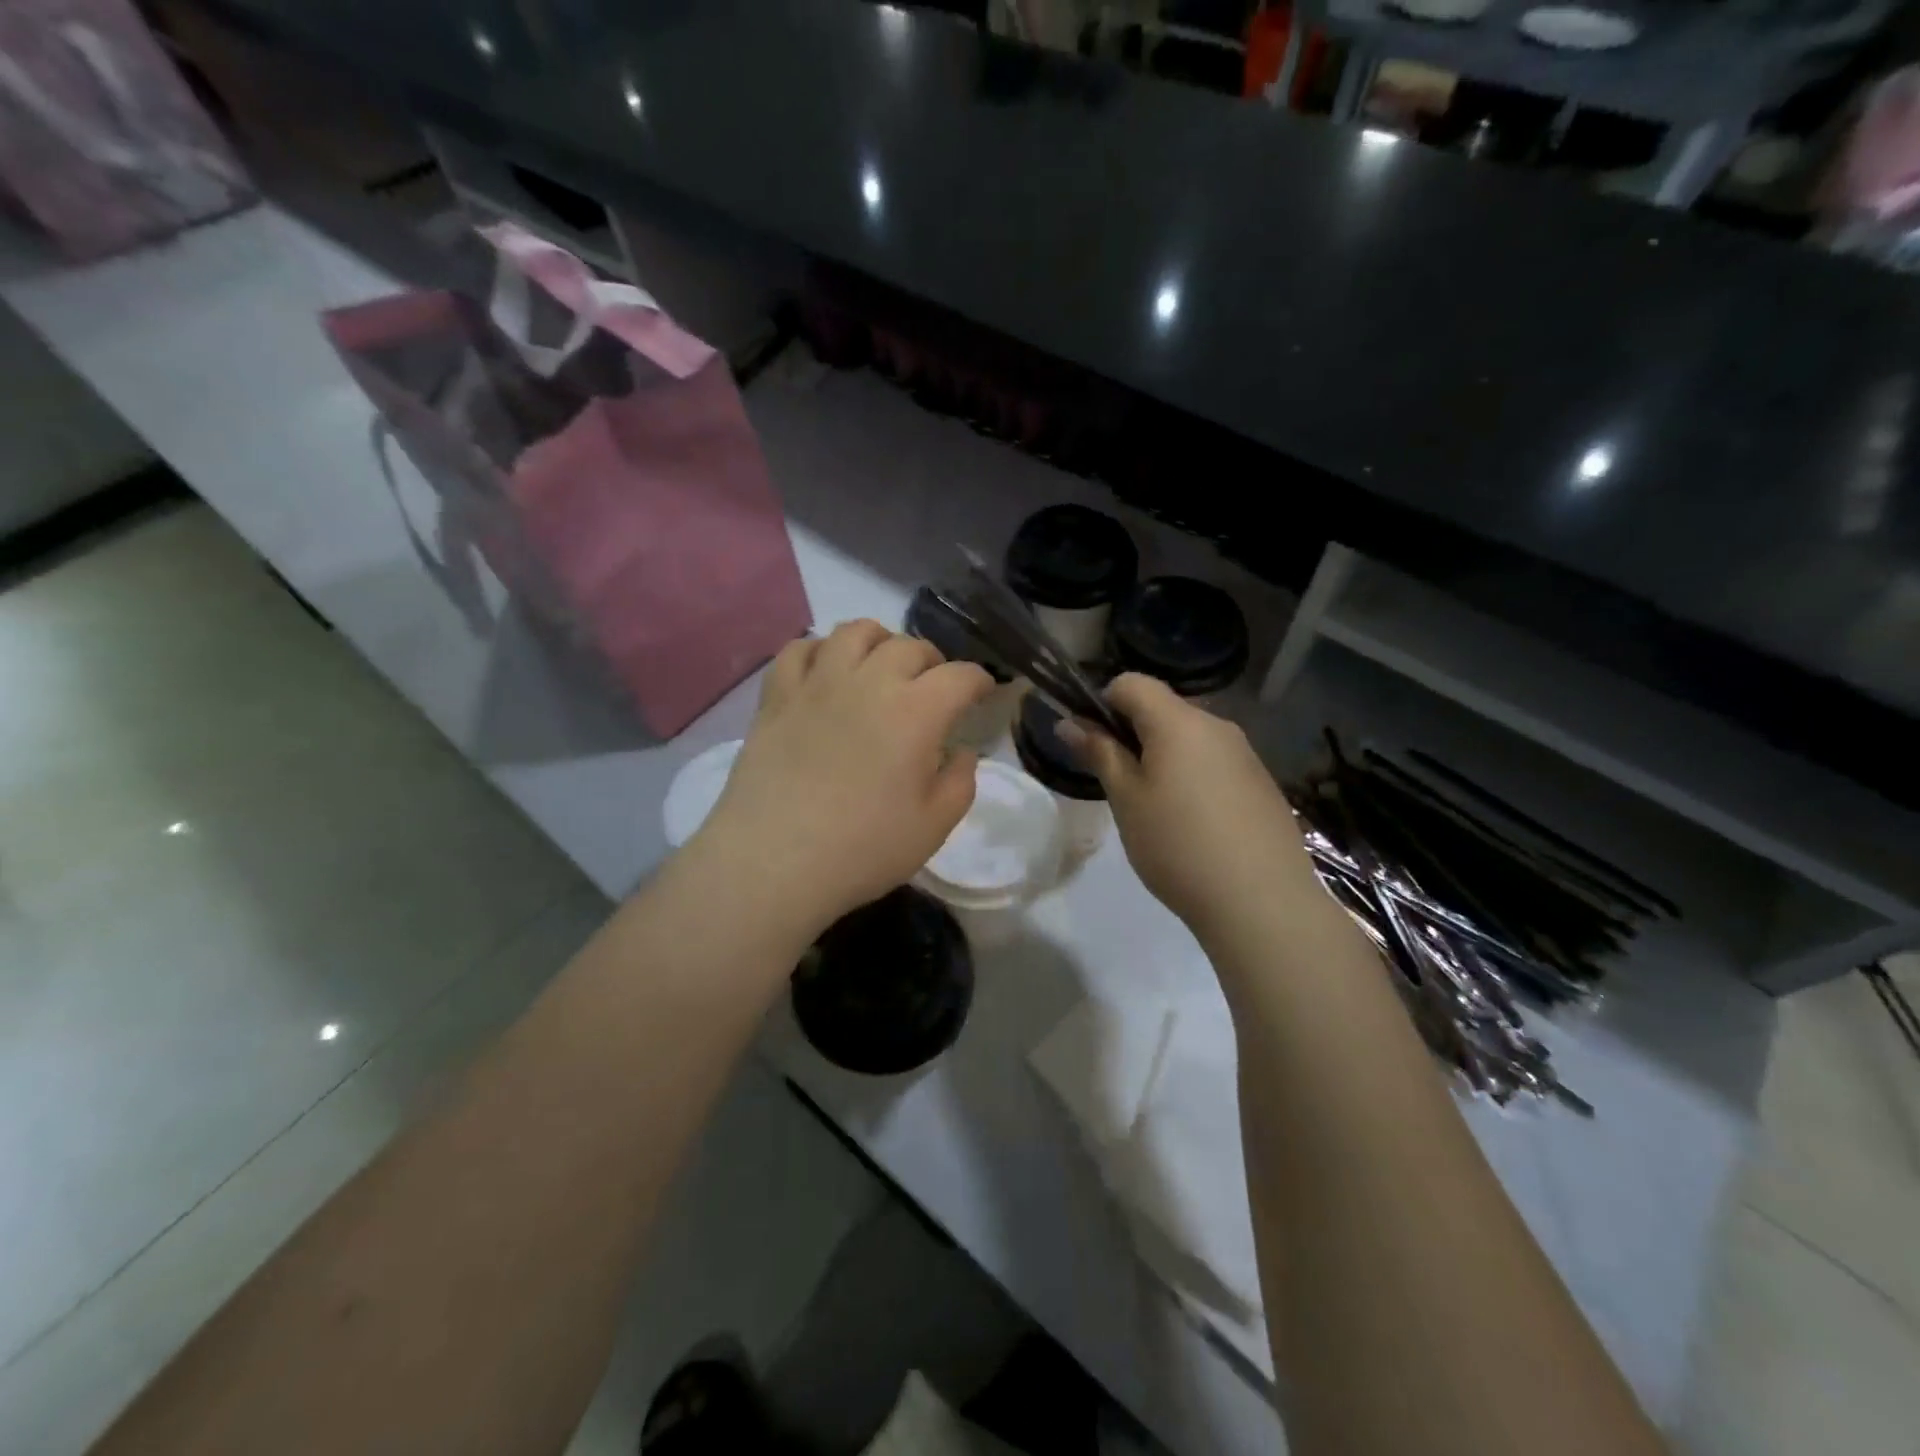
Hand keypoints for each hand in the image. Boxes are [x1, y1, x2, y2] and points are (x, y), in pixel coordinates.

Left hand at [691, 620, 994, 937]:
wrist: (773, 863)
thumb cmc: (863, 850)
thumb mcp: (934, 827)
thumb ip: (960, 782)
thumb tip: (962, 752)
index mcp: (916, 712)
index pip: (960, 676)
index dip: (979, 681)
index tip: (983, 694)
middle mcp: (869, 682)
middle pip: (910, 646)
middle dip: (933, 662)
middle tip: (933, 688)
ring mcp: (818, 684)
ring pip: (855, 632)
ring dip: (879, 641)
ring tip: (881, 665)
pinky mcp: (777, 696)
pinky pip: (799, 649)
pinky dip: (820, 650)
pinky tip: (826, 671)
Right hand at [1069, 674, 1320, 937]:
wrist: (1262, 902)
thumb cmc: (1178, 846)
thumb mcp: (1126, 800)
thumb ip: (1099, 753)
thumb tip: (1069, 722)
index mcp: (1179, 722)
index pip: (1132, 682)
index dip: (1103, 703)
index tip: (1094, 745)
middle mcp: (1217, 725)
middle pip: (1163, 709)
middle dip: (1133, 734)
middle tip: (1120, 785)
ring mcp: (1245, 754)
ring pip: (1190, 738)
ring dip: (1164, 758)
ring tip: (1157, 811)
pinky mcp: (1262, 783)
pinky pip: (1216, 763)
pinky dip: (1194, 778)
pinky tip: (1195, 826)